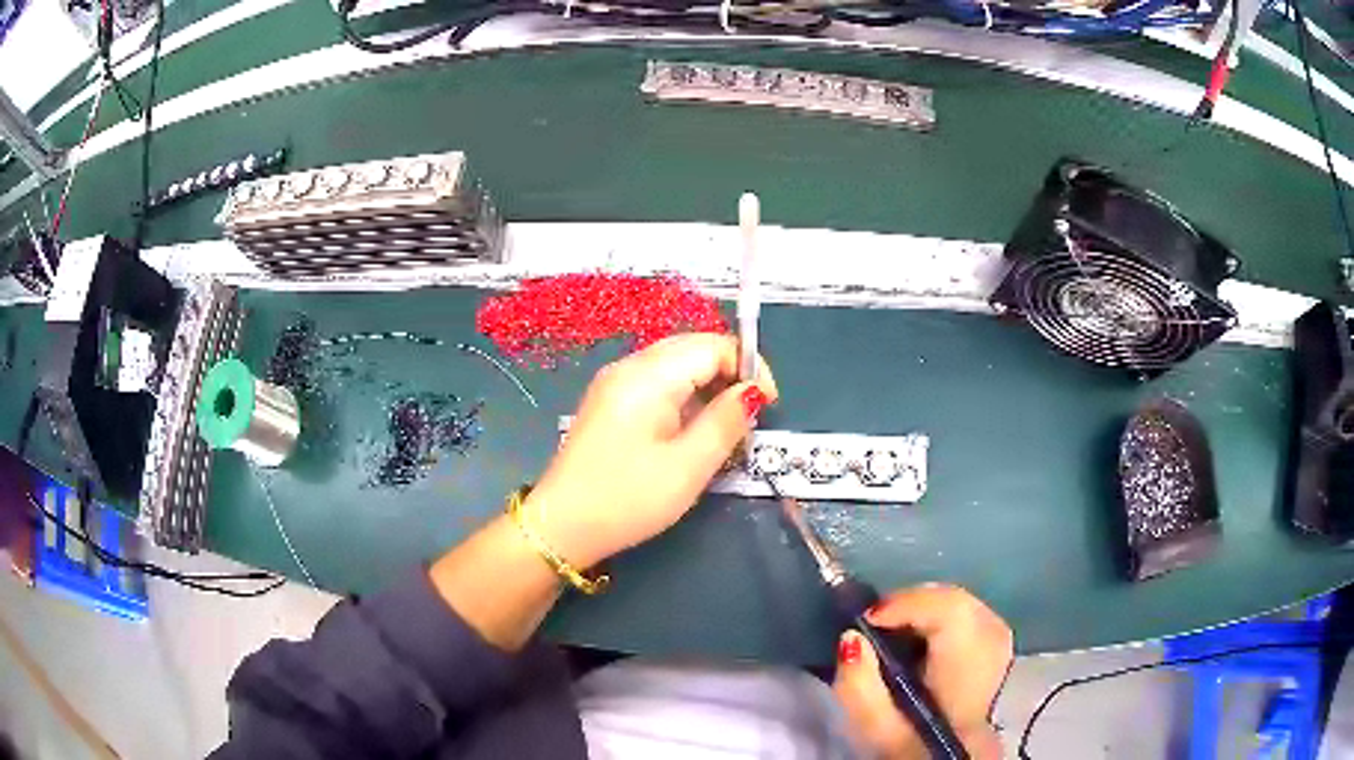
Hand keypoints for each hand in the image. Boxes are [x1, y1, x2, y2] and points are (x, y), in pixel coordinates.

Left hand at [524, 333, 777, 567]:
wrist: (561, 526)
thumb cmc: (628, 499)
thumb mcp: (688, 467)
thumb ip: (726, 422)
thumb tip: (753, 392)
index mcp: (648, 375)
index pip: (713, 345)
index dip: (748, 367)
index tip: (768, 406)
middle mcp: (629, 366)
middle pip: (694, 349)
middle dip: (729, 376)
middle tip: (747, 420)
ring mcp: (615, 383)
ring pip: (676, 366)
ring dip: (708, 389)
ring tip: (722, 431)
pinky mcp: (609, 402)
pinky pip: (657, 384)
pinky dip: (684, 399)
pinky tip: (689, 434)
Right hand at [834, 585, 1012, 759]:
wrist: (955, 759)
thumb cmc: (914, 748)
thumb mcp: (876, 731)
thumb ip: (858, 687)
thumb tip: (851, 637)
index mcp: (967, 669)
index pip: (950, 612)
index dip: (906, 604)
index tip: (866, 620)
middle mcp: (994, 648)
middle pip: (958, 601)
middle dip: (914, 603)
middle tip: (876, 622)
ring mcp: (1002, 645)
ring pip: (965, 605)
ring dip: (927, 609)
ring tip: (894, 629)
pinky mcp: (999, 647)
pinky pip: (971, 614)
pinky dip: (942, 618)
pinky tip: (922, 639)